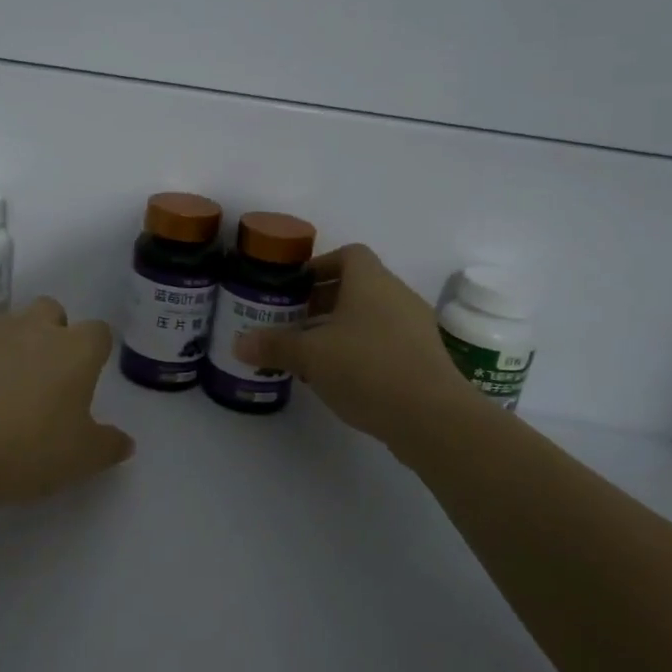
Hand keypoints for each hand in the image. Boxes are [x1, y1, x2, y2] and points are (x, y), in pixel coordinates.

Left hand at [0, 297, 134, 509]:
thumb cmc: (25, 449)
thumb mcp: (80, 459)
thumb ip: (108, 446)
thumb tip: (124, 441)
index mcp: (74, 350)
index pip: (99, 332)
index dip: (96, 352)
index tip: (88, 379)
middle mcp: (34, 329)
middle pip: (52, 311)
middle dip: (54, 333)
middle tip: (48, 376)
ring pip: (11, 323)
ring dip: (15, 343)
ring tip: (7, 386)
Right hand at [234, 243, 471, 445]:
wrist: (432, 417)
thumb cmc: (366, 368)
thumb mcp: (310, 356)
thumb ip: (274, 346)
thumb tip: (239, 343)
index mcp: (371, 281)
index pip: (348, 255)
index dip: (320, 266)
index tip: (295, 289)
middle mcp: (397, 295)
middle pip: (358, 286)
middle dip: (323, 302)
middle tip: (294, 323)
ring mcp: (415, 327)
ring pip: (371, 316)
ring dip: (341, 328)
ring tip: (312, 354)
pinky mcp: (424, 358)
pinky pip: (386, 341)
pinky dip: (362, 350)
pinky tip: (342, 378)